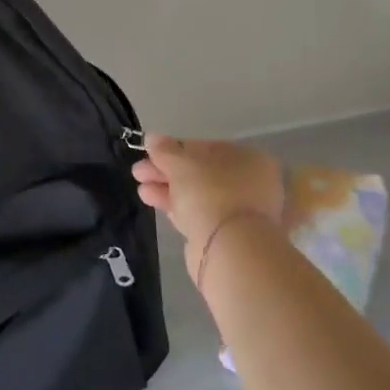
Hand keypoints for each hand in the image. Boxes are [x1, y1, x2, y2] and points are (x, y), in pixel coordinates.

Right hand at [132, 136, 284, 279]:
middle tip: (138, 173)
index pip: (205, 148)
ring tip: (141, 191)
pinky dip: (177, 208)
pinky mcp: (228, 236)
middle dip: (167, 171)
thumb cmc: (210, 193)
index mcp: (248, 159)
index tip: (150, 154)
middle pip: (200, 173)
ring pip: (197, 195)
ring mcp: (241, 212)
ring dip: (168, 190)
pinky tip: (155, 203)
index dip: (174, 149)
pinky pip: (198, 214)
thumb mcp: (180, 163)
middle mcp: (250, 184)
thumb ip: (164, 150)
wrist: (230, 251)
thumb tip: (151, 138)